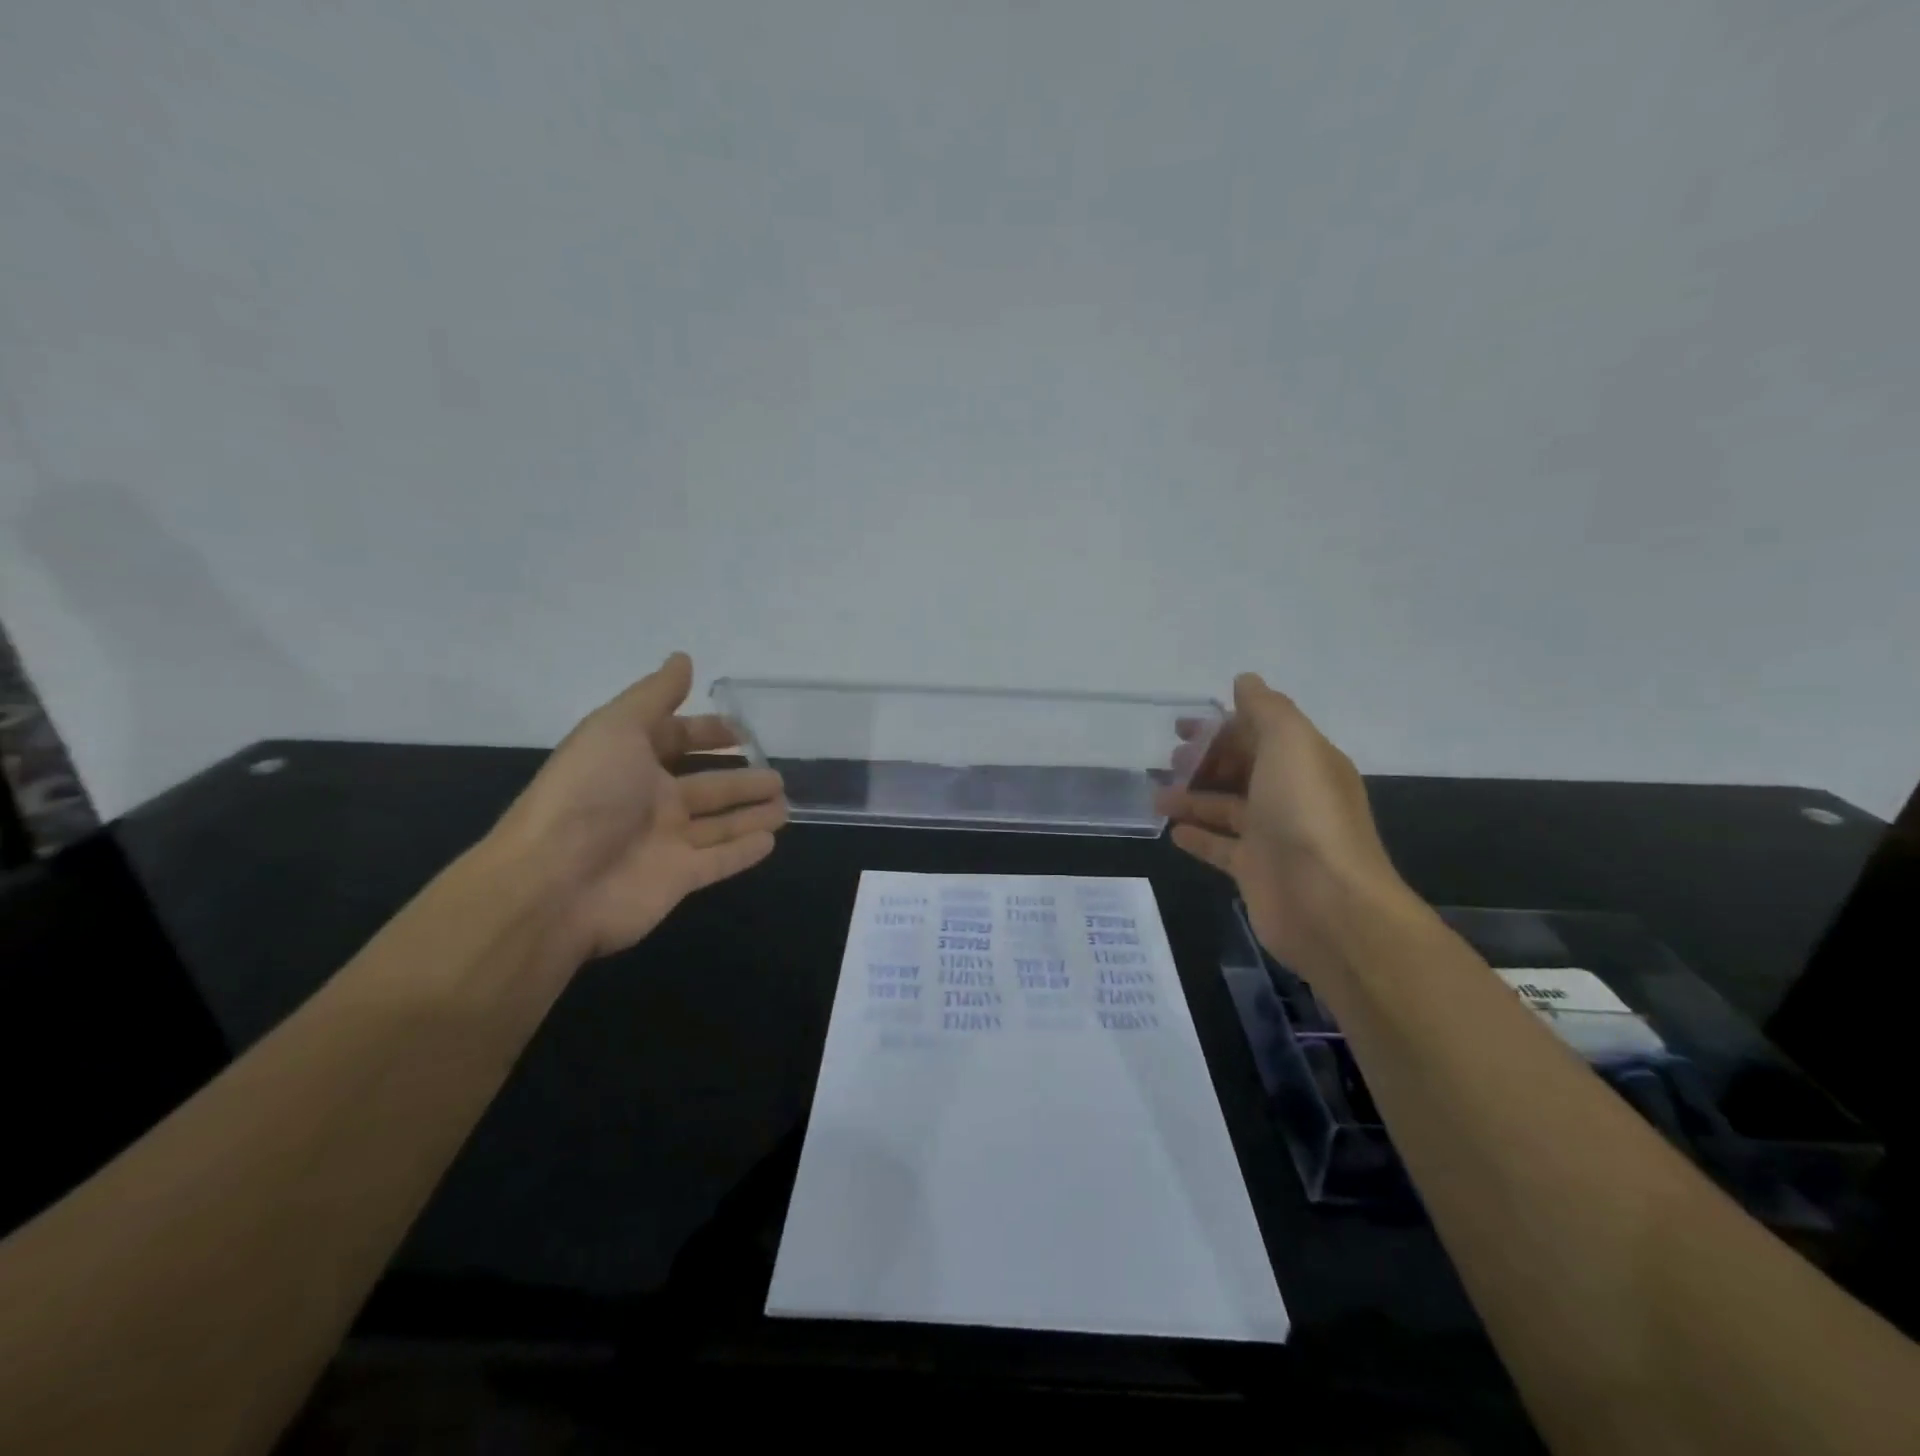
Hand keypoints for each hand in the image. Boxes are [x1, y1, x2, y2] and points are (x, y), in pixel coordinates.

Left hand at [491, 652, 788, 963]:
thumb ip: (655, 695)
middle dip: (740, 778)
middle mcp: (649, 801)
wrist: (554, 883)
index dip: (706, 733)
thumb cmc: (588, 795)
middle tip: (777, 774)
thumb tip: (683, 658)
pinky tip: (772, 840)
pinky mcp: (679, 878)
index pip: (674, 741)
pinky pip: (720, 861)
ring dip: (750, 813)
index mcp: (631, 761)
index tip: (743, 731)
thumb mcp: (617, 728)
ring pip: (719, 824)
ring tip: (785, 805)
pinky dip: (744, 851)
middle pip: (705, 786)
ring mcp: (665, 843)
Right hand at [1157, 673, 1409, 972]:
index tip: (1182, 728)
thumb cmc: (1305, 814)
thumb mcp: (1291, 743)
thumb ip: (1266, 709)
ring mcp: (1273, 836)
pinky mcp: (1255, 871)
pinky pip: (1221, 847)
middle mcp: (1291, 795)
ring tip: (1157, 797)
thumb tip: (1245, 680)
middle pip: (1242, 769)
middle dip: (1206, 760)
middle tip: (1169, 761)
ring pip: (1226, 807)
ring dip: (1193, 798)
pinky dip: (1198, 836)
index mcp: (1305, 762)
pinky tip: (1172, 831)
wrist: (1327, 903)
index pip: (1260, 733)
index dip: (1222, 727)